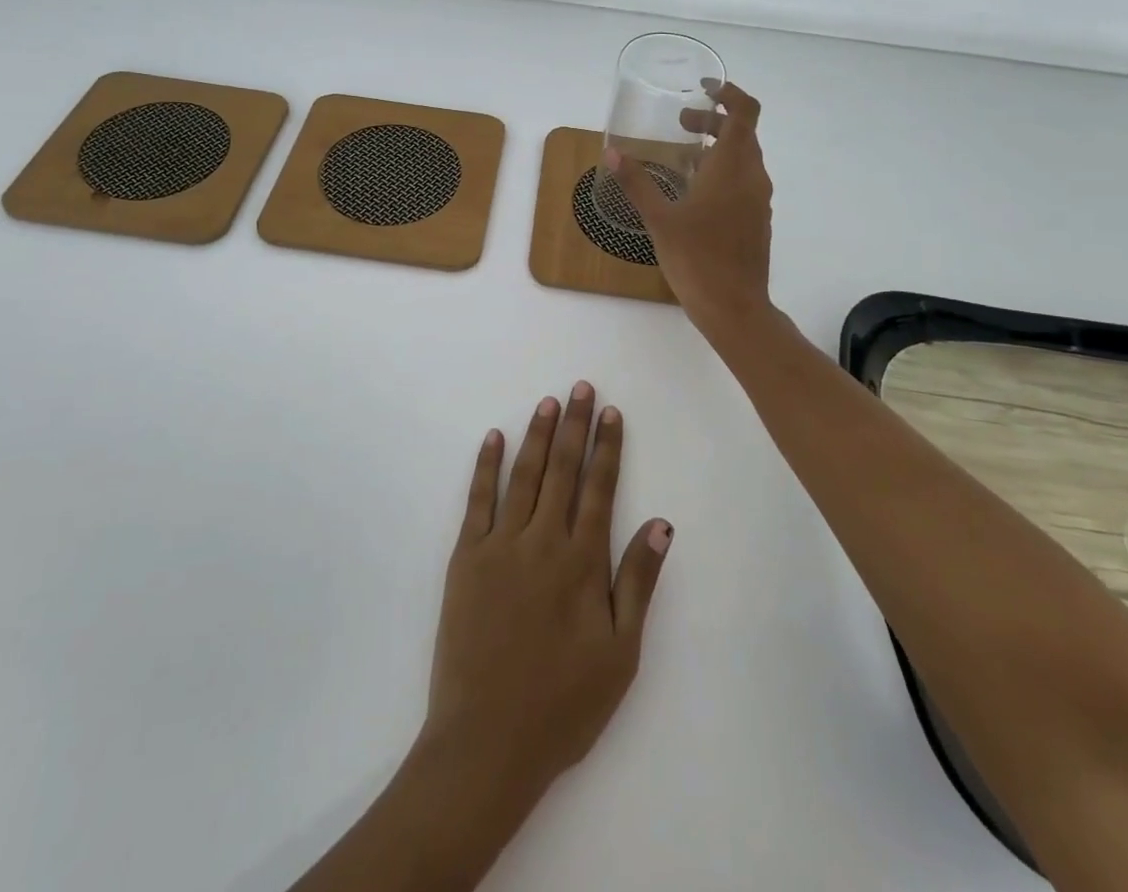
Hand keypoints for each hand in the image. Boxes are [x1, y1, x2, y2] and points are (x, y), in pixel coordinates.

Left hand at [423, 383, 671, 801]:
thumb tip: (661, 523)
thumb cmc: (562, 704)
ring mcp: (500, 545)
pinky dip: (486, 465)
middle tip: (581, 387)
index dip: (607, 447)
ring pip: (524, 475)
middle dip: (574, 425)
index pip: (600, 488)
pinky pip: (478, 500)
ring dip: (537, 435)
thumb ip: (638, 582)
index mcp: (582, 562)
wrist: (487, 741)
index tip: (612, 413)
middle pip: (562, 470)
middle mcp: (543, 541)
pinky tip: (494, 437)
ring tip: (548, 402)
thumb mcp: (620, 653)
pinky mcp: (466, 557)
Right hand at [605, 81, 773, 334]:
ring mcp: (758, 199)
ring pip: (744, 157)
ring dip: (717, 146)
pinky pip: (744, 180)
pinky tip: (695, 190)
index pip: (744, 113)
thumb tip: (612, 153)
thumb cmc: (696, 259)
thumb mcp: (659, 219)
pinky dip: (723, 170)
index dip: (729, 93)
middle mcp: (752, 177)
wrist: (734, 307)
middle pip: (742, 133)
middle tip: (681, 123)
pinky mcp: (757, 219)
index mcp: (732, 168)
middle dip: (713, 120)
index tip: (704, 88)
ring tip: (683, 155)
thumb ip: (637, 183)